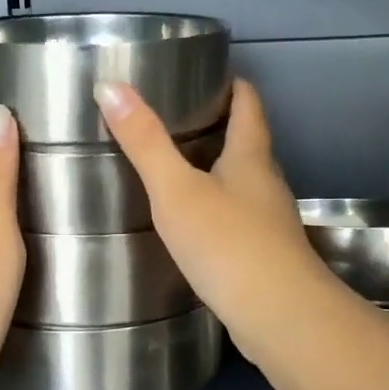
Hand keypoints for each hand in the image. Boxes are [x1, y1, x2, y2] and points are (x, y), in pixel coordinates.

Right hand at [95, 78, 338, 360]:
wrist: (277, 315)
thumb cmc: (227, 243)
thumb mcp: (176, 190)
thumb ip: (145, 142)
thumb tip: (110, 86)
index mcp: (250, 157)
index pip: (248, 105)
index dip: (232, 85)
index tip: (207, 74)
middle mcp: (267, 184)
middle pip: (248, 143)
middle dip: (220, 127)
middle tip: (177, 121)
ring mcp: (270, 223)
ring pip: (244, 184)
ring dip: (218, 171)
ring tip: (177, 170)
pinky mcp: (265, 256)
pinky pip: (239, 220)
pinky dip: (218, 210)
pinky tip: (194, 225)